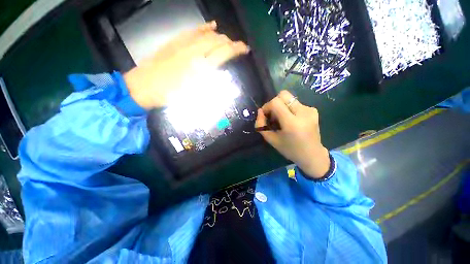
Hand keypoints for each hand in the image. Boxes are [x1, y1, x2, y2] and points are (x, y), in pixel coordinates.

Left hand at [124, 21, 249, 108]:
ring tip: (227, 40)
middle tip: (237, 47)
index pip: (224, 52)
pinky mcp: (174, 41)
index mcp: (200, 68)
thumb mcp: (195, 98)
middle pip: (217, 41)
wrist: (143, 88)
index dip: (237, 48)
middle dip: (231, 42)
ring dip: (220, 36)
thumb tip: (223, 80)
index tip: (245, 49)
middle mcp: (194, 52)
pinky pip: (192, 30)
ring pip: (207, 34)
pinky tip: (211, 25)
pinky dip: (204, 27)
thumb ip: (210, 88)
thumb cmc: (171, 97)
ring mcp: (183, 44)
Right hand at [255, 90, 329, 178]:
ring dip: (282, 106)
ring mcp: (310, 110)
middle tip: (273, 115)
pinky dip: (289, 109)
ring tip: (282, 119)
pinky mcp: (313, 110)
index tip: (265, 115)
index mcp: (292, 123)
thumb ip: (261, 125)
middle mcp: (303, 113)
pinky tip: (291, 120)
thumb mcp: (271, 140)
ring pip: (289, 98)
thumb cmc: (290, 150)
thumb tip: (260, 111)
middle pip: (283, 95)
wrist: (312, 155)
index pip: (276, 103)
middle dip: (274, 102)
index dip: (267, 106)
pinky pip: (296, 103)